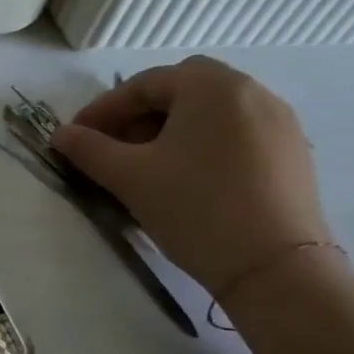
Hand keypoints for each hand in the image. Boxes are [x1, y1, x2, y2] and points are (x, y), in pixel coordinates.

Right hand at [51, 55, 330, 294]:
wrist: (275, 268)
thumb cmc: (195, 208)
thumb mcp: (129, 177)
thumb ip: (88, 149)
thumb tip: (61, 135)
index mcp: (212, 86)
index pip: (144, 84)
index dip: (104, 109)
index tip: (77, 137)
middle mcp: (252, 92)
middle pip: (182, 88)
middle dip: (141, 113)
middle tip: (114, 145)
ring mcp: (279, 122)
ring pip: (211, 110)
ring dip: (172, 126)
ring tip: (148, 163)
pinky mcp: (292, 152)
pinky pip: (236, 131)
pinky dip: (204, 141)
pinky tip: (187, 176)